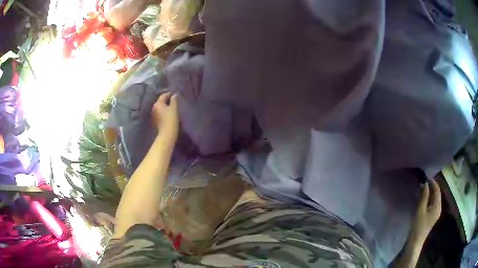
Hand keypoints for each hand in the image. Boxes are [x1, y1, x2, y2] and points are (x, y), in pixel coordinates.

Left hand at [152, 92, 178, 140]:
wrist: (167, 133)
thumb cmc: (171, 119)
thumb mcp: (174, 108)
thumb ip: (174, 100)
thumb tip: (175, 95)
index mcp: (158, 103)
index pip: (163, 95)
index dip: (169, 94)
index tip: (175, 95)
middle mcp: (154, 108)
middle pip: (160, 101)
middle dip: (167, 100)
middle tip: (174, 101)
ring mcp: (154, 114)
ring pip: (160, 107)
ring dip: (165, 106)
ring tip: (172, 107)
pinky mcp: (155, 120)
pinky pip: (160, 113)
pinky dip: (163, 112)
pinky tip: (168, 114)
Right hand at [410, 179, 441, 245]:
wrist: (415, 242)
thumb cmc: (418, 226)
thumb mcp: (420, 210)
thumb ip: (423, 196)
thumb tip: (425, 183)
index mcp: (438, 205)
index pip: (437, 190)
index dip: (432, 182)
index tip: (425, 177)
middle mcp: (439, 207)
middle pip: (436, 194)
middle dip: (430, 187)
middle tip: (422, 183)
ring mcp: (435, 212)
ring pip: (434, 198)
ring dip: (429, 193)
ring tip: (421, 189)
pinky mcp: (431, 216)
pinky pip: (432, 203)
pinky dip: (428, 199)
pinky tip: (422, 199)